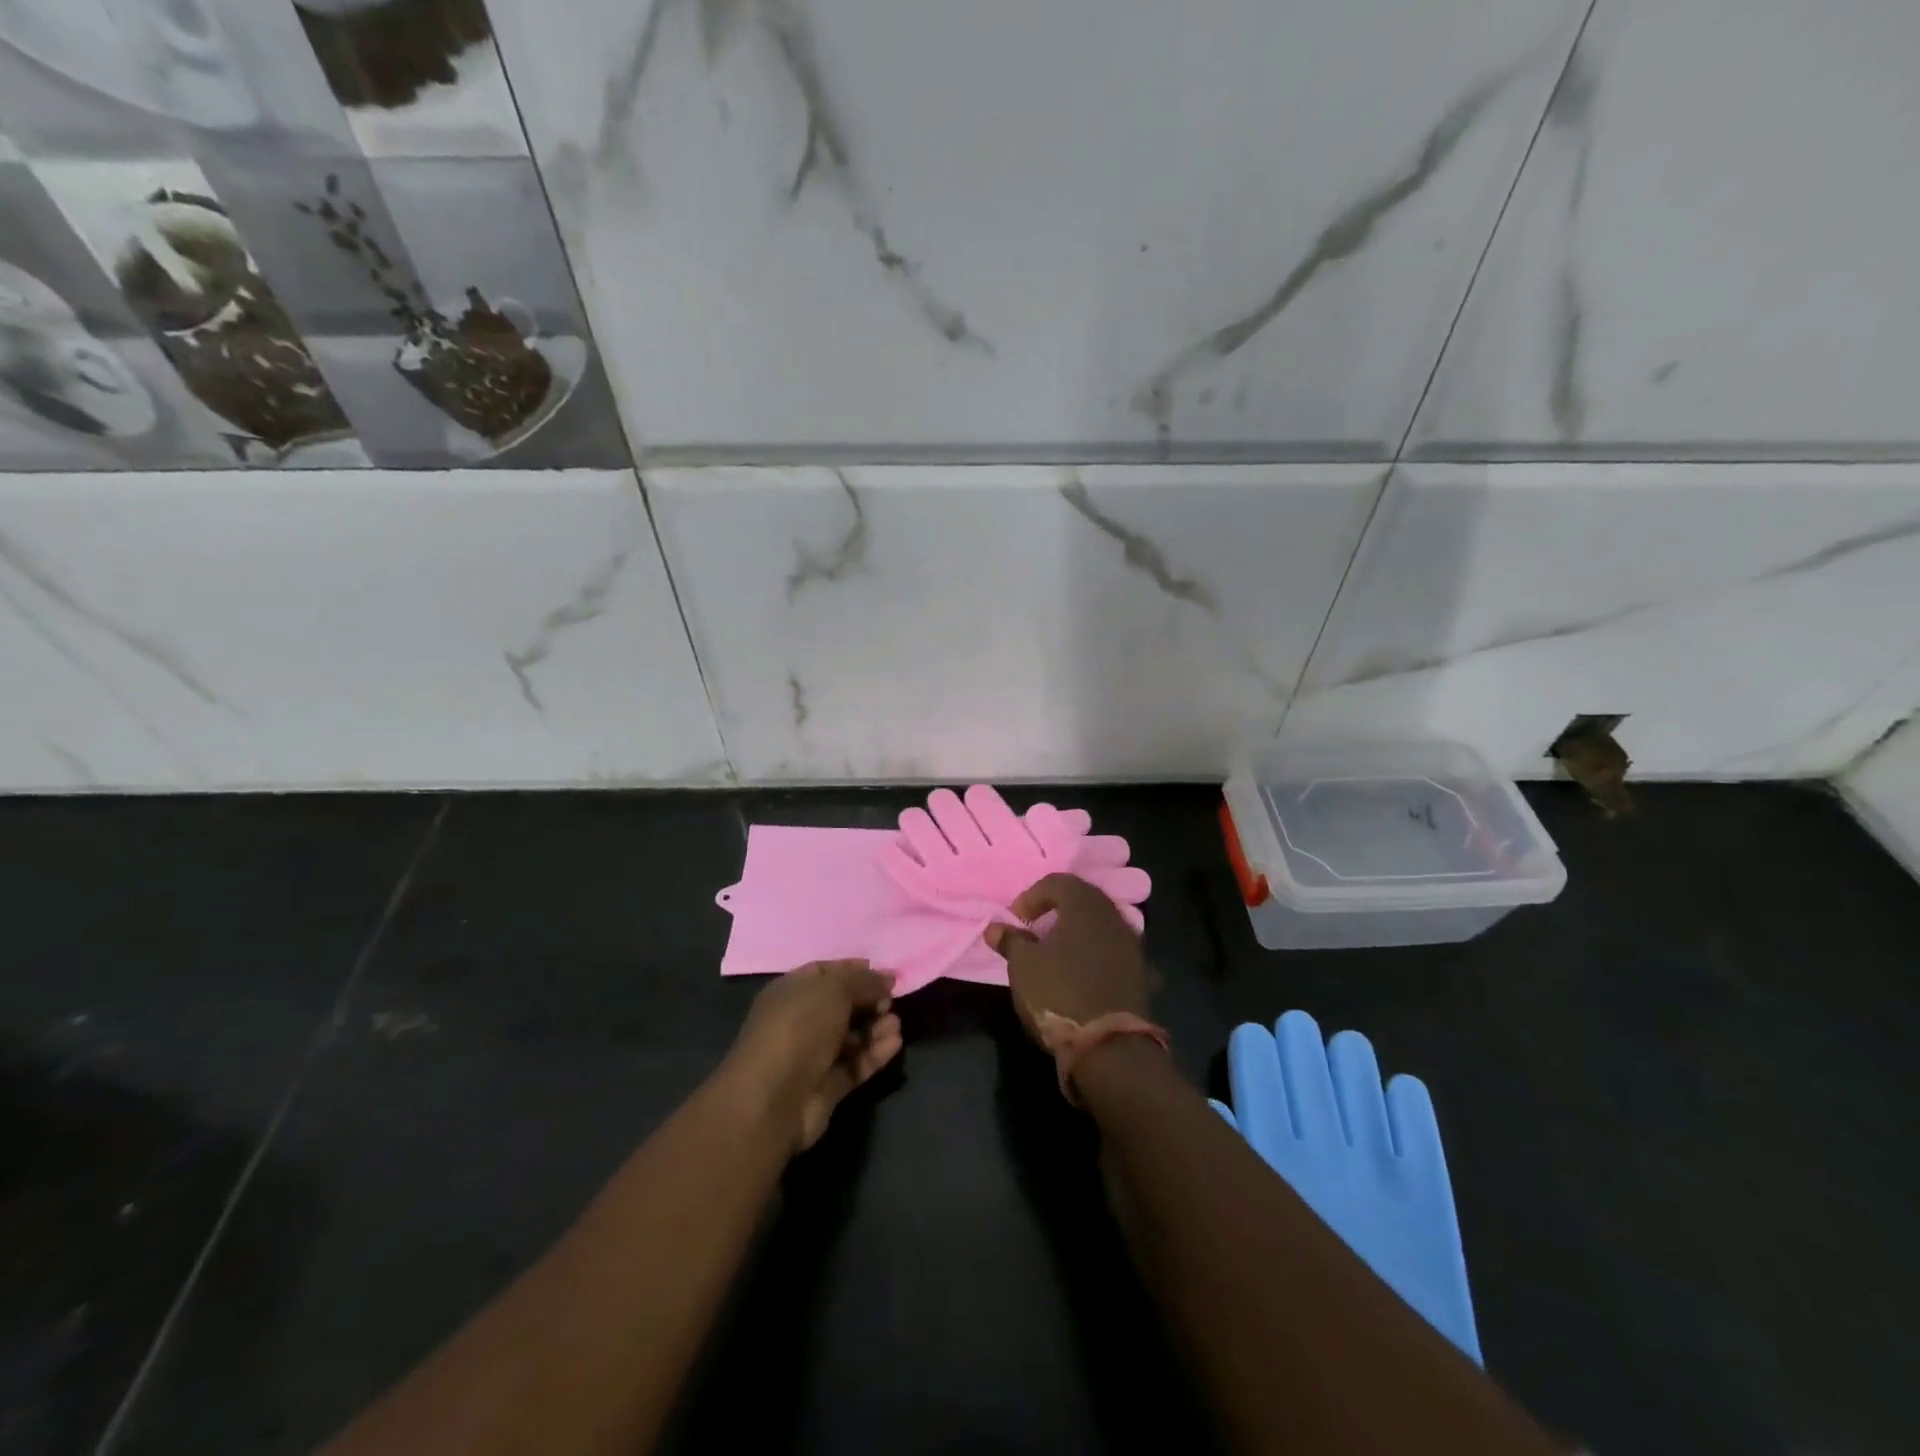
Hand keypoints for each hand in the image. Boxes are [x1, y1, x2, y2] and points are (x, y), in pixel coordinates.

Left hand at [723, 960, 902, 1151]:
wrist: (773, 1099)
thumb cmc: (799, 1028)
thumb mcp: (834, 990)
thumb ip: (864, 981)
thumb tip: (887, 979)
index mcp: (790, 991)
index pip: (824, 973)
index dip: (853, 970)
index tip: (883, 973)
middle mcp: (799, 1021)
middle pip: (841, 1005)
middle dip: (869, 1000)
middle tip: (892, 1000)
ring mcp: (812, 1055)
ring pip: (851, 1036)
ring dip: (876, 1028)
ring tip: (896, 1024)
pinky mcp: (826, 1086)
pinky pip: (855, 1064)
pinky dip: (875, 1053)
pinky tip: (895, 1044)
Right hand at [984, 874, 1149, 1039]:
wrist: (1111, 1047)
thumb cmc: (1060, 994)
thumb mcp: (1024, 966)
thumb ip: (1011, 941)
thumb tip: (995, 927)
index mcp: (1085, 905)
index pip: (1058, 882)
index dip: (1033, 895)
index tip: (1016, 918)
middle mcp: (1113, 917)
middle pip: (1084, 899)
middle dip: (1058, 907)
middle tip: (1036, 926)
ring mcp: (1132, 945)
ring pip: (1102, 924)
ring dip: (1079, 931)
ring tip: (1057, 950)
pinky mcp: (1141, 973)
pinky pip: (1114, 951)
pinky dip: (1096, 954)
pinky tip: (1084, 972)